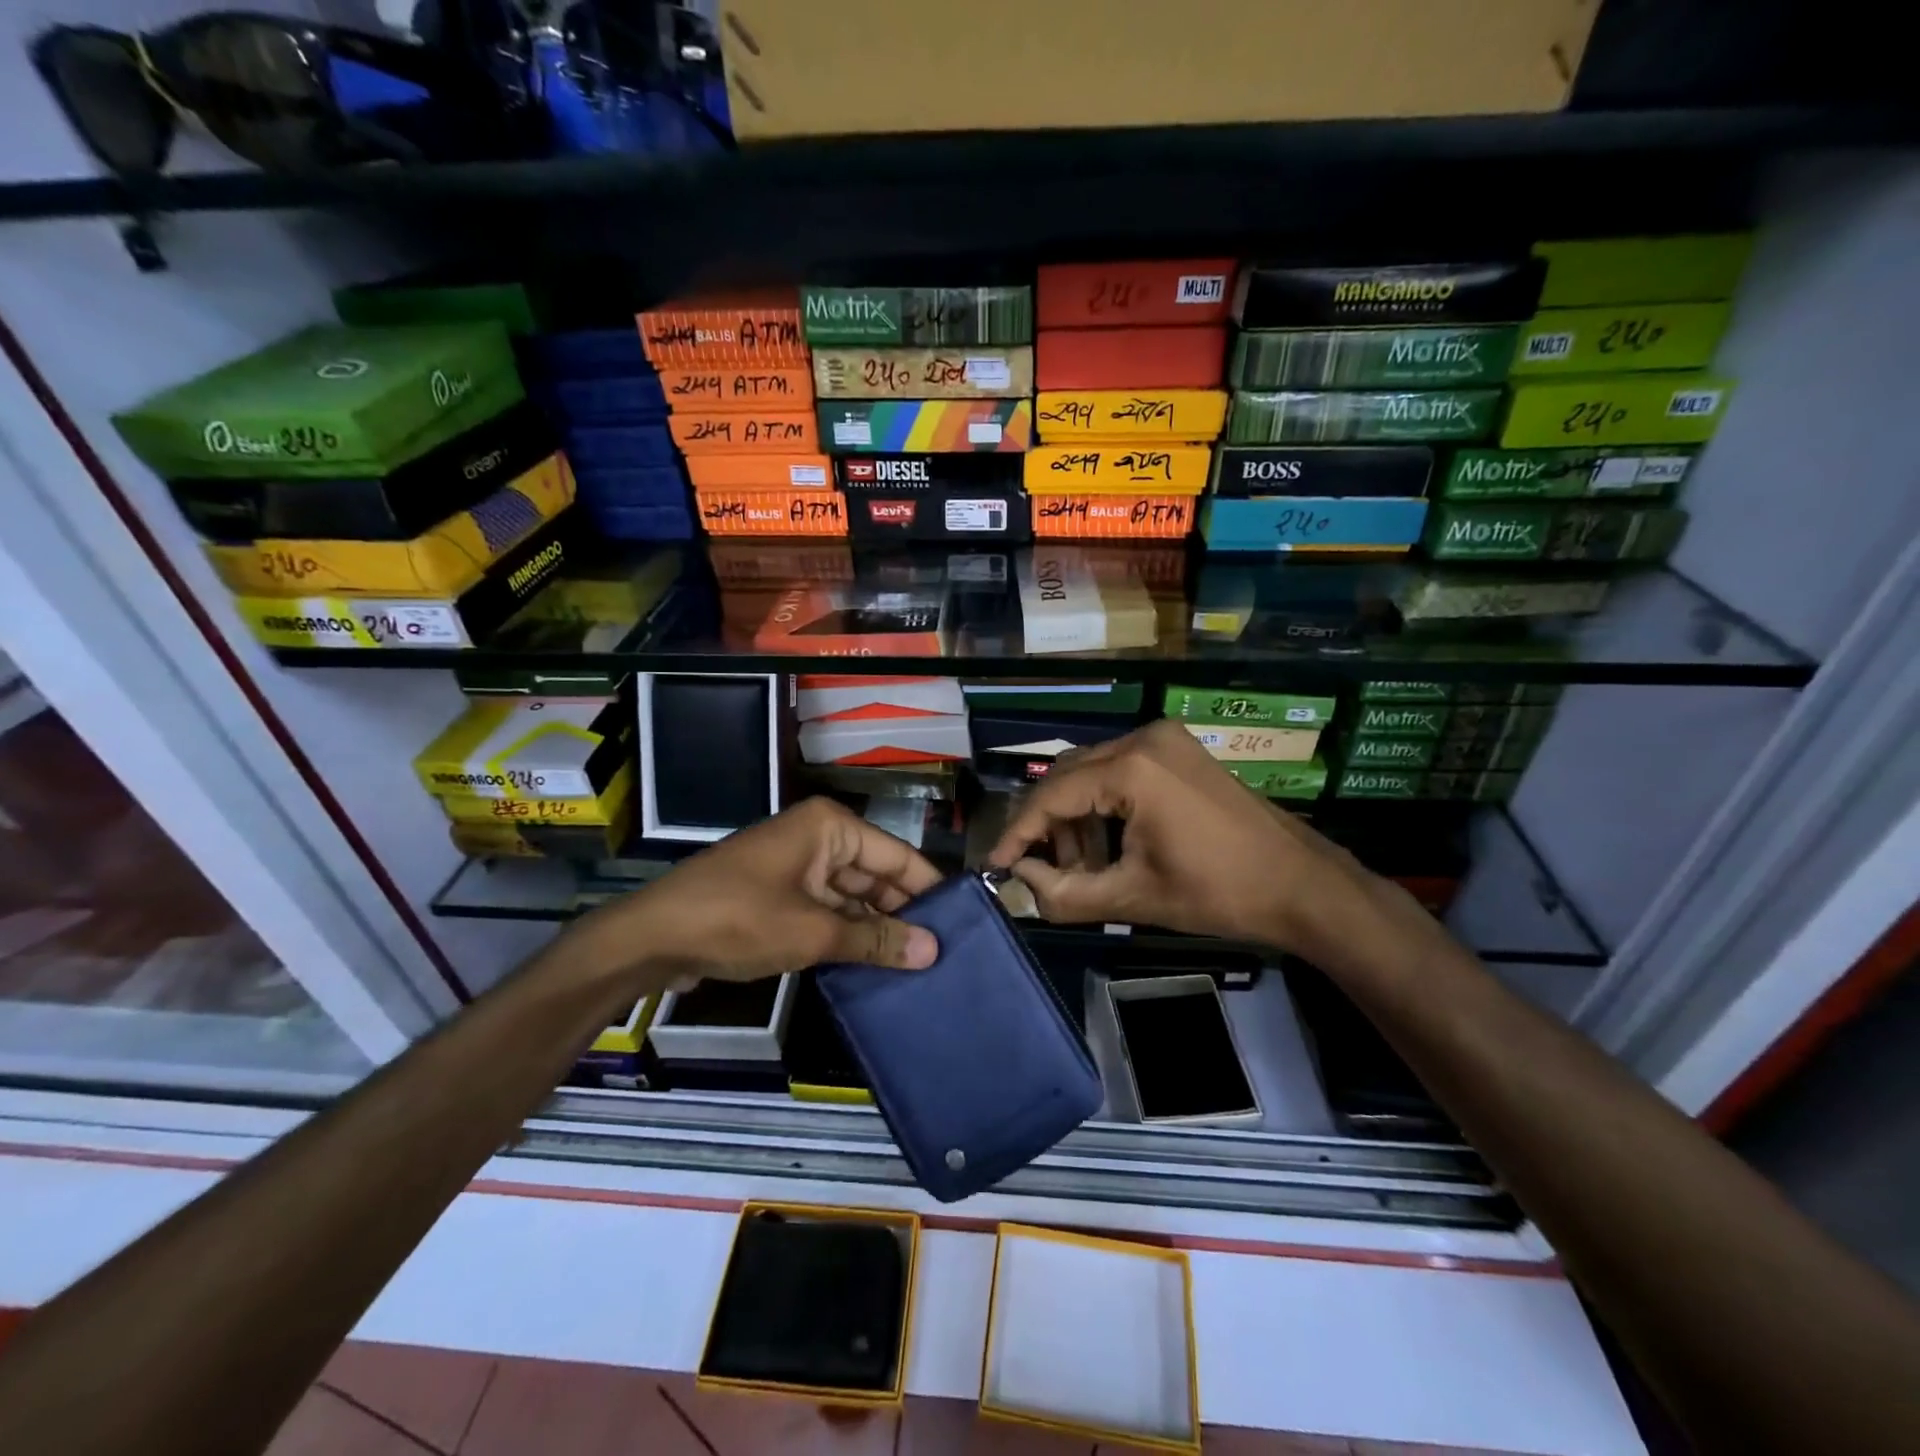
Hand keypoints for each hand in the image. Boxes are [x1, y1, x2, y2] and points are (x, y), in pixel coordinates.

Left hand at [570, 797, 941, 986]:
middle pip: (876, 876)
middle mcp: (819, 839)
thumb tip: (932, 951)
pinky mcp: (781, 897)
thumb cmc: (737, 919)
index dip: (929, 890)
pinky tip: (876, 966)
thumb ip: (875, 940)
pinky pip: (828, 912)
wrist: (652, 938)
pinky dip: (848, 936)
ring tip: (920, 968)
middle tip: (944, 955)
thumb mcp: (812, 932)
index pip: (898, 856)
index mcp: (831, 828)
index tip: (964, 926)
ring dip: (877, 930)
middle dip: (904, 914)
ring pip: (853, 898)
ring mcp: (798, 868)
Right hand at [987, 719, 1380, 956]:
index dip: (1019, 833)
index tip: (997, 865)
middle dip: (1049, 825)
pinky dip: (1105, 805)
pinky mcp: (1178, 750)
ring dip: (1077, 817)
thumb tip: (1021, 882)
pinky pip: (1120, 770)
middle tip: (1043, 871)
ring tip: (1083, 867)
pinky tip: (1111, 844)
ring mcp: (1165, 740)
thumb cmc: (1220, 893)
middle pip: (1068, 777)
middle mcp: (1143, 738)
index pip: (1052, 795)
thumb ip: (1065, 893)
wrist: (1302, 885)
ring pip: (1092, 771)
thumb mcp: (1135, 897)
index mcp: (1132, 768)